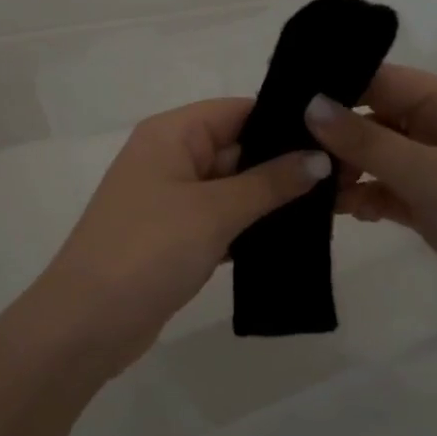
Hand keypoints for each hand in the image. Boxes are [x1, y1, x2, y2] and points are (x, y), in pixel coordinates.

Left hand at [32, 98, 329, 376]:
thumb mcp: (214, 211)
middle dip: (288, 164)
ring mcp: (171, 200)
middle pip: (239, 148)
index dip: (286, 121)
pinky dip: (253, 227)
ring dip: (274, 199)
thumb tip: (320, 157)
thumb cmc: (148, 250)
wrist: (86, 324)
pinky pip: (223, 220)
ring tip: (338, 205)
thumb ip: (270, 182)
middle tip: (350, 177)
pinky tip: (297, 237)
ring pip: (234, 188)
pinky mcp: (175, 237)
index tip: (338, 137)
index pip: (239, 111)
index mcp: (171, 134)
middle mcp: (170, 157)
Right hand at [306, 65, 436, 355]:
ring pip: (376, 158)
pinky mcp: (433, 208)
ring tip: (302, 182)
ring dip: (344, 169)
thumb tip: (310, 104)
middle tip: (280, 147)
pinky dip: (363, 197)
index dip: (333, 85)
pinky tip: (338, 210)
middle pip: (374, 118)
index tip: (281, 98)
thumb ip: (365, 140)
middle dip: (332, 133)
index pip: (380, 80)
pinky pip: (386, 191)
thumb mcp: (427, 173)